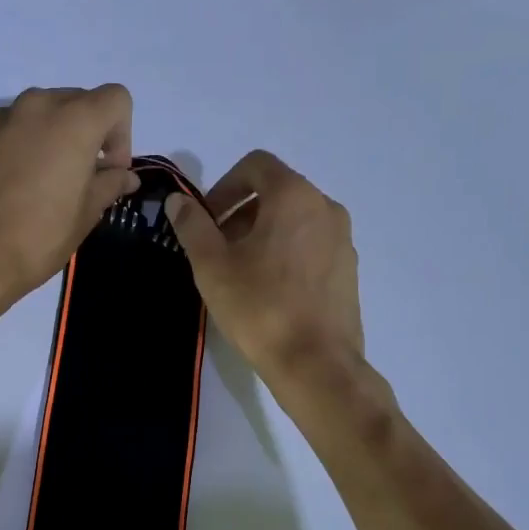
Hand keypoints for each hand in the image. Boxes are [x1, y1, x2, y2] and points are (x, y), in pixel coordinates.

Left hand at [0, 85, 140, 315]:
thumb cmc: (40, 234)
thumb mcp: (86, 213)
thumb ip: (109, 185)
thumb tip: (125, 177)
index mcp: (74, 119)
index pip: (116, 99)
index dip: (122, 135)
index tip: (110, 172)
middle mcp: (39, 105)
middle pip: (81, 101)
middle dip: (92, 134)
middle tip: (87, 178)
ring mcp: (5, 118)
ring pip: (47, 113)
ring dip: (60, 138)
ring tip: (54, 182)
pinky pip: (19, 129)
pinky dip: (31, 145)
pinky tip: (24, 185)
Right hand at [165, 151, 364, 386]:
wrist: (316, 364)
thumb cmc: (260, 308)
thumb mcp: (212, 266)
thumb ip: (193, 226)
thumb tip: (179, 201)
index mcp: (295, 196)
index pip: (256, 165)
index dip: (224, 186)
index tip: (206, 221)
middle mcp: (326, 208)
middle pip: (277, 192)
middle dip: (241, 212)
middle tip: (217, 248)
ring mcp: (343, 240)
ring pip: (295, 220)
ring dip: (263, 234)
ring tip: (240, 272)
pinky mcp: (349, 271)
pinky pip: (311, 246)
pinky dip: (286, 253)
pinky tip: (269, 291)